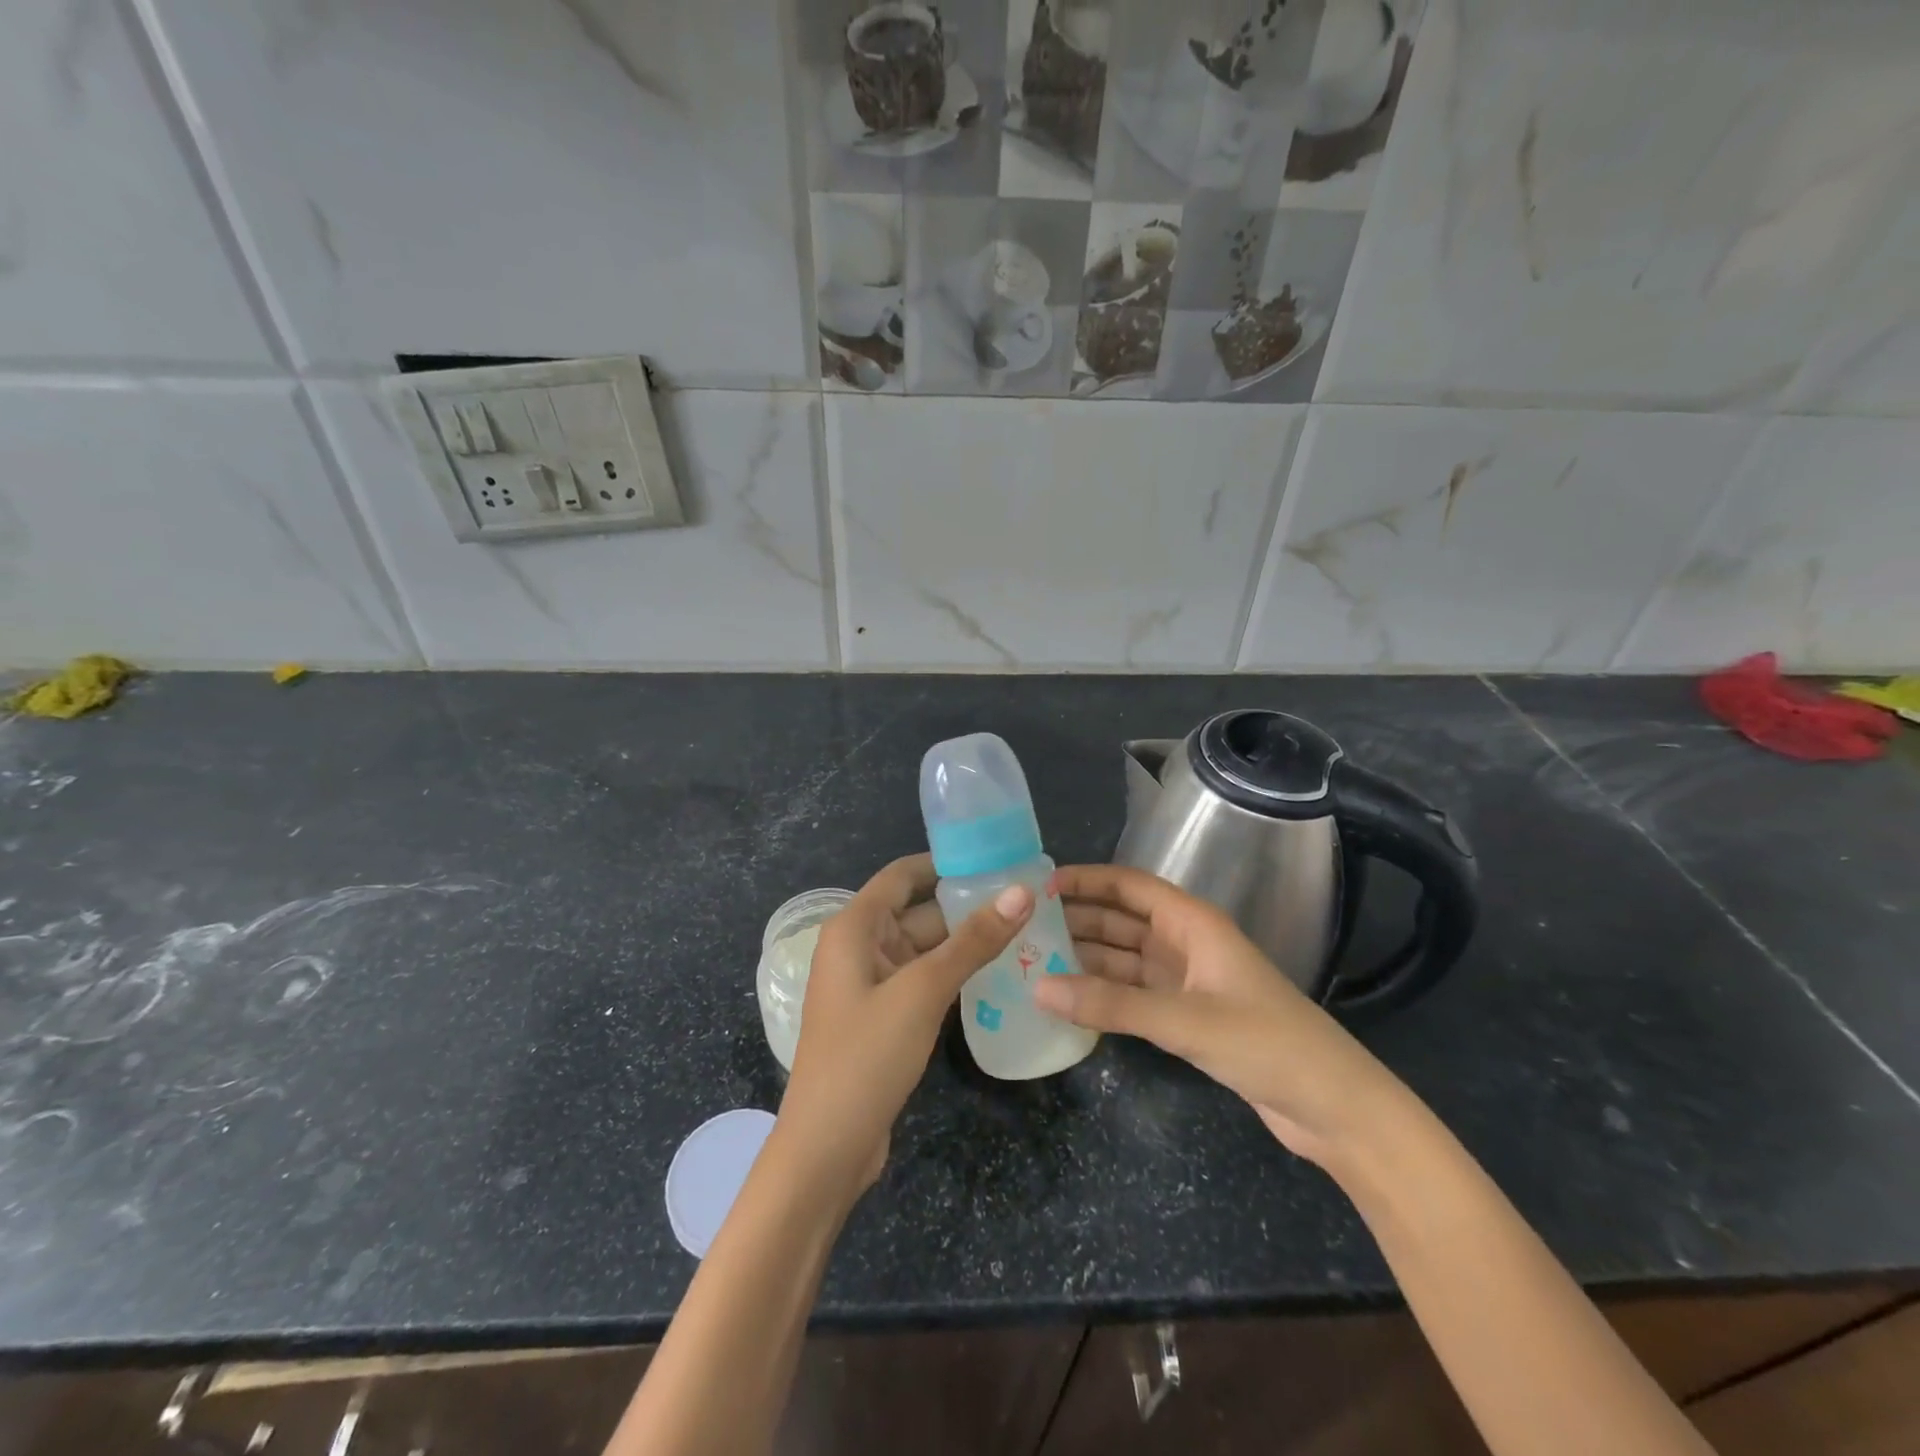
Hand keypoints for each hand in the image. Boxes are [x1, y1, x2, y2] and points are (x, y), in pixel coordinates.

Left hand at [778, 854, 1031, 1196]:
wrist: (827, 1149)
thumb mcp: (923, 992)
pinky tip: (998, 971)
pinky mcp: (884, 1017)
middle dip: (967, 904)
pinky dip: (955, 973)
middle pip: (917, 910)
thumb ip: (973, 941)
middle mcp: (859, 947)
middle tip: (1028, 897)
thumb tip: (1022, 891)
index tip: (997, 857)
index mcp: (854, 927)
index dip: (946, 862)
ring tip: (1026, 928)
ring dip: (966, 941)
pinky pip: (923, 979)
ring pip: (925, 947)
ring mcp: (871, 984)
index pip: (902, 875)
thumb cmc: (866, 1056)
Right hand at [1034, 864, 1402, 1167]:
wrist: (1334, 1108)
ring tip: (1035, 960)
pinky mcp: (1188, 1016)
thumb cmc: (1267, 1043)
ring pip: (1125, 958)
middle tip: (1024, 927)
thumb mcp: (1185, 1020)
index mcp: (1194, 923)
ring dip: (1086, 957)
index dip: (1086, 880)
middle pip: (1122, 920)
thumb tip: (1038, 988)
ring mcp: (1188, 981)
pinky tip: (1070, 998)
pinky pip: (1134, 992)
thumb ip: (1112, 1004)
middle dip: (1077, 919)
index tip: (1040, 886)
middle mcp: (1187, 943)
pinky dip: (1104, 993)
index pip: (1130, 885)